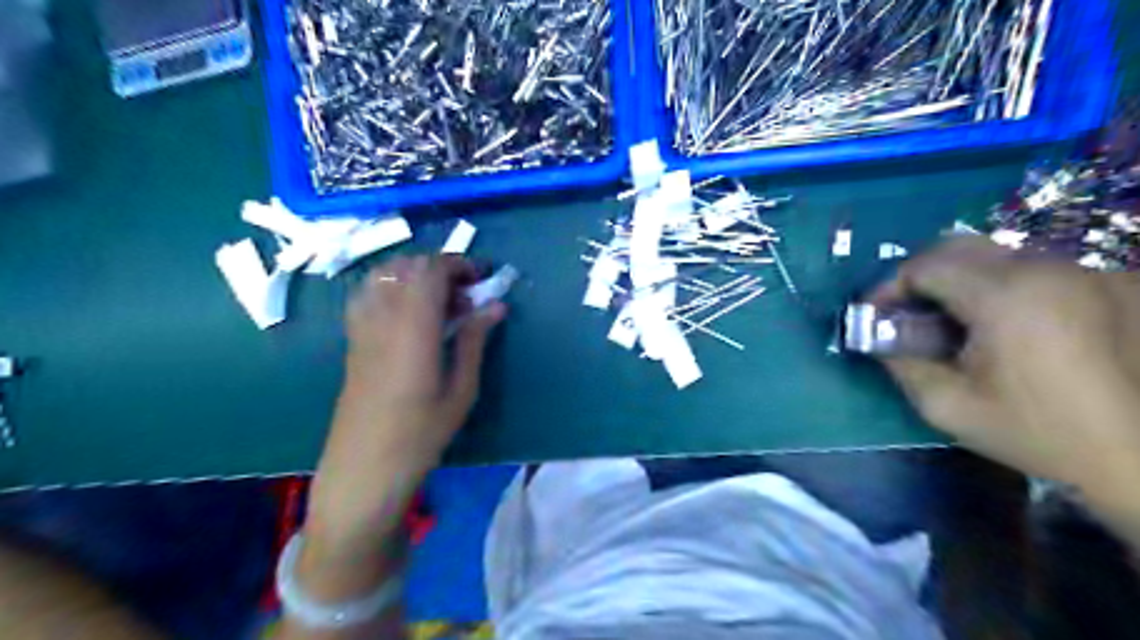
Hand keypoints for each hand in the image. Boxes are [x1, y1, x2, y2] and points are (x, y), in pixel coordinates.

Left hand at [306, 258, 503, 551]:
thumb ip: (475, 340)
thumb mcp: (461, 390)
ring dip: (415, 275)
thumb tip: (495, 305)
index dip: (458, 264)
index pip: (430, 270)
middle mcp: (383, 317)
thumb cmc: (420, 434)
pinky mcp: (352, 338)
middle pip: (407, 265)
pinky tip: (410, 314)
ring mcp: (362, 326)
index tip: (481, 280)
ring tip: (439, 302)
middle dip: (440, 268)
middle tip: (465, 295)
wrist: (364, 468)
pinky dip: (393, 287)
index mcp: (413, 327)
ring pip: (385, 273)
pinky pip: (369, 292)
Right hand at [869, 237, 1139, 497]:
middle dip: (920, 275)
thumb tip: (877, 336)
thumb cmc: (1042, 434)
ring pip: (998, 255)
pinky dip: (1000, 286)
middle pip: (960, 247)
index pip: (926, 264)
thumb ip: (901, 364)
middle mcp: (1049, 269)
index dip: (889, 286)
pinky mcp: (1113, 282)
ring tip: (953, 321)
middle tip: (906, 311)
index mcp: (1006, 297)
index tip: (876, 315)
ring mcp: (1089, 272)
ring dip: (960, 279)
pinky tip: (1004, 326)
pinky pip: (1035, 269)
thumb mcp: (949, 407)